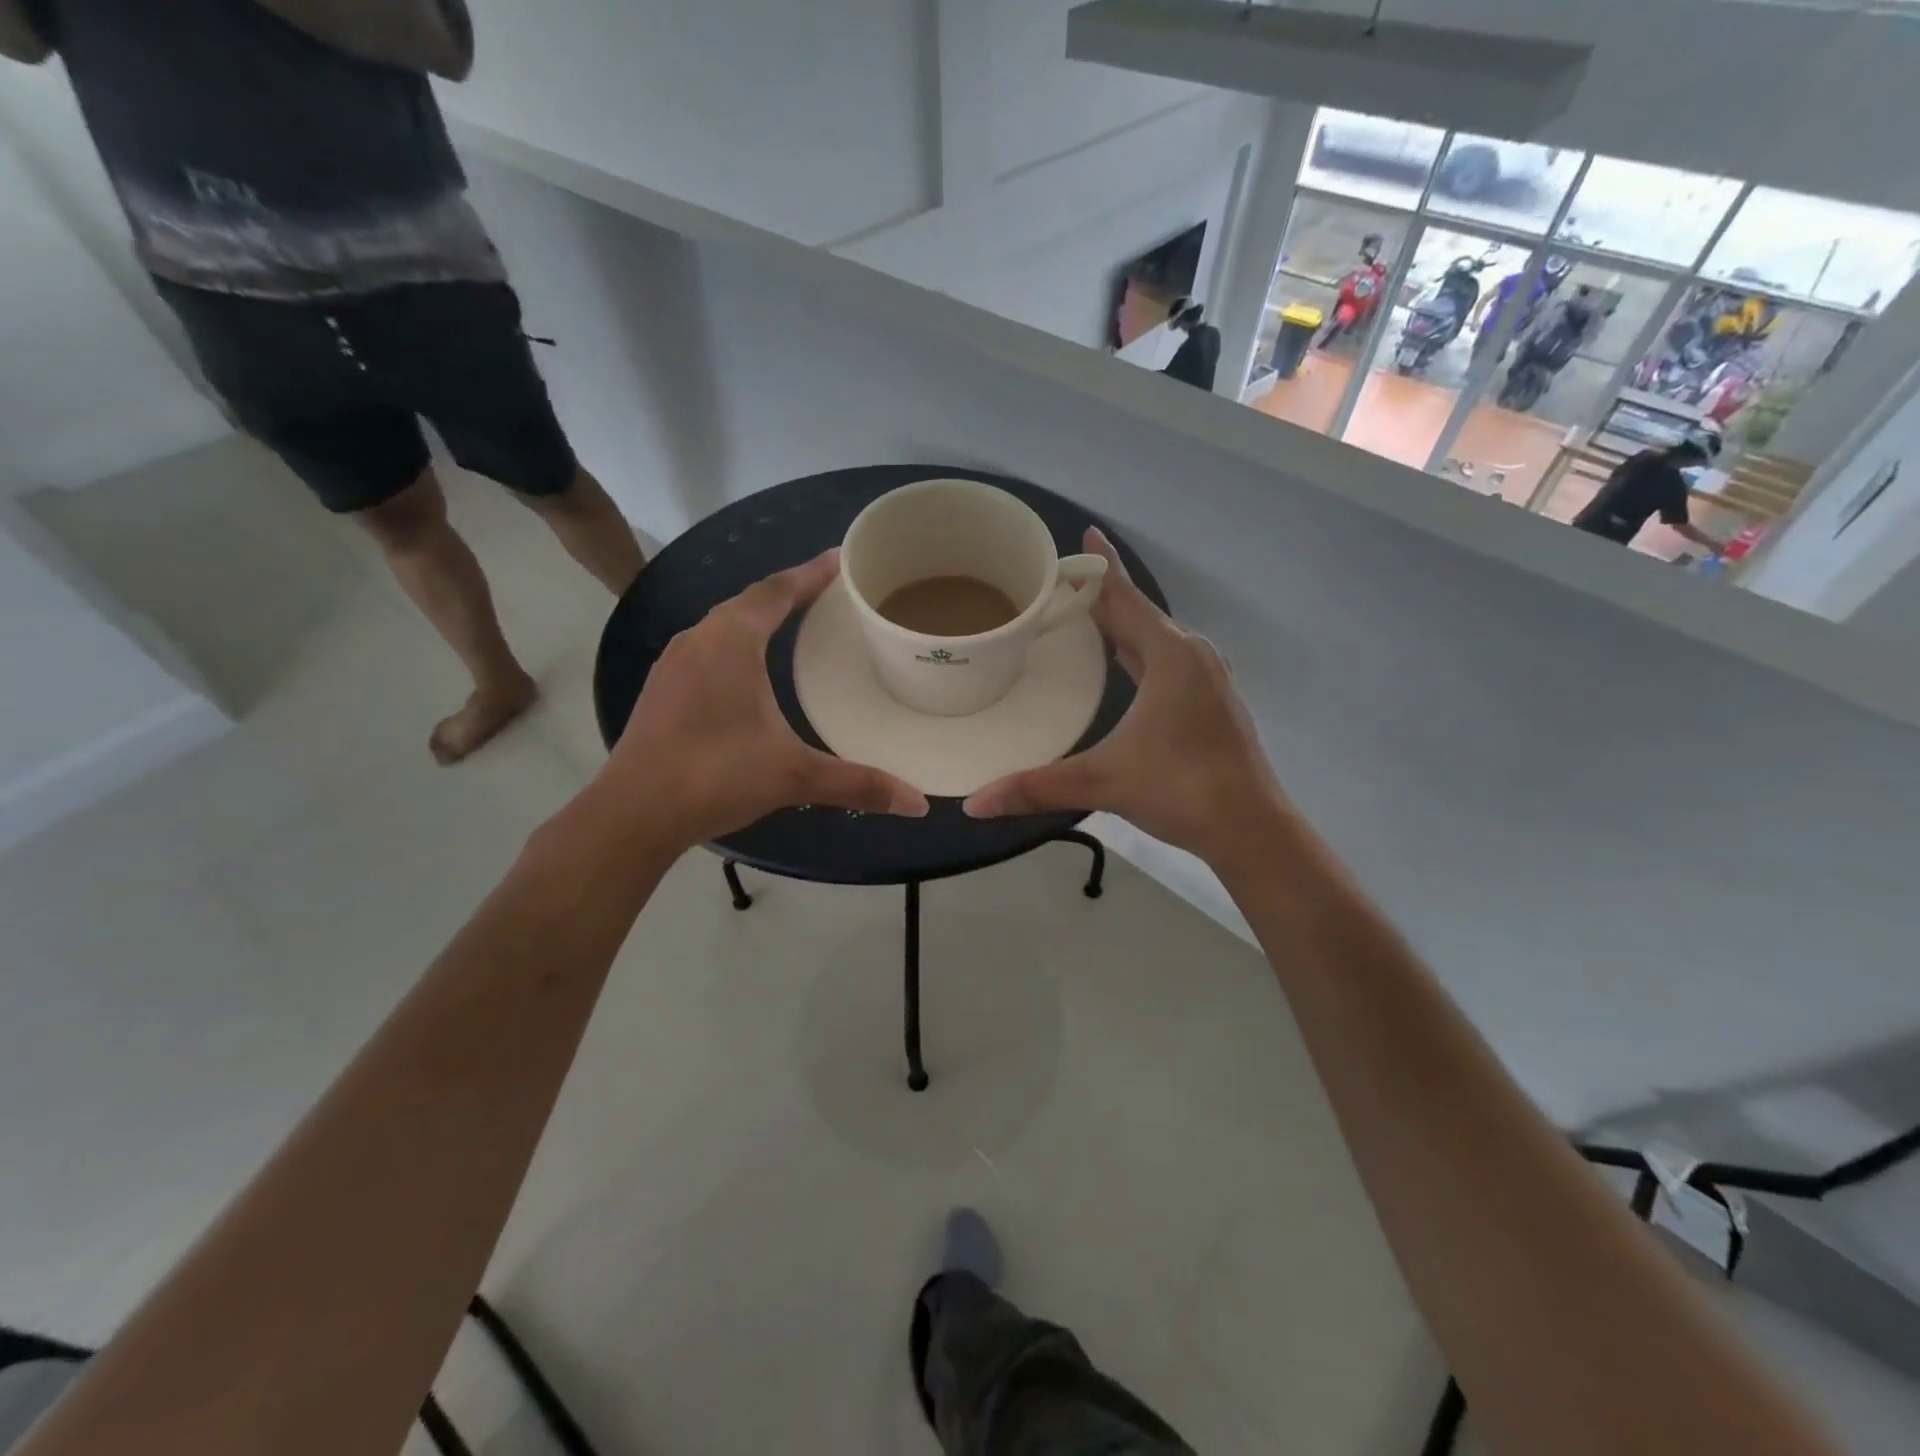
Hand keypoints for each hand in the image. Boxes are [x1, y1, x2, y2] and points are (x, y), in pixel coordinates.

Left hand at [600, 551, 927, 847]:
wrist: (633, 813)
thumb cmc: (716, 776)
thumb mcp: (794, 776)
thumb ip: (857, 784)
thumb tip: (917, 803)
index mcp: (732, 642)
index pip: (777, 591)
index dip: (811, 573)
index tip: (841, 560)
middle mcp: (699, 640)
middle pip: (749, 601)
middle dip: (788, 592)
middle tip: (827, 594)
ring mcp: (673, 664)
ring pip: (722, 624)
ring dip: (757, 617)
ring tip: (793, 624)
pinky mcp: (661, 690)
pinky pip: (706, 648)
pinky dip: (734, 644)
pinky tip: (746, 671)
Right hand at [964, 529, 1287, 864]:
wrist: (1252, 829)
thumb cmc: (1181, 790)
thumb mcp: (1103, 782)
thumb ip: (1037, 787)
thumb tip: (974, 803)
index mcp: (1170, 657)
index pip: (1126, 599)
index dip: (1101, 566)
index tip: (1086, 532)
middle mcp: (1192, 658)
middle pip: (1141, 615)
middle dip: (1105, 595)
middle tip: (1064, 582)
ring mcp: (1208, 681)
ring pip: (1157, 640)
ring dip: (1125, 624)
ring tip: (1088, 615)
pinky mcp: (1212, 704)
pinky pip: (1169, 661)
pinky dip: (1142, 652)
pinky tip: (1126, 663)